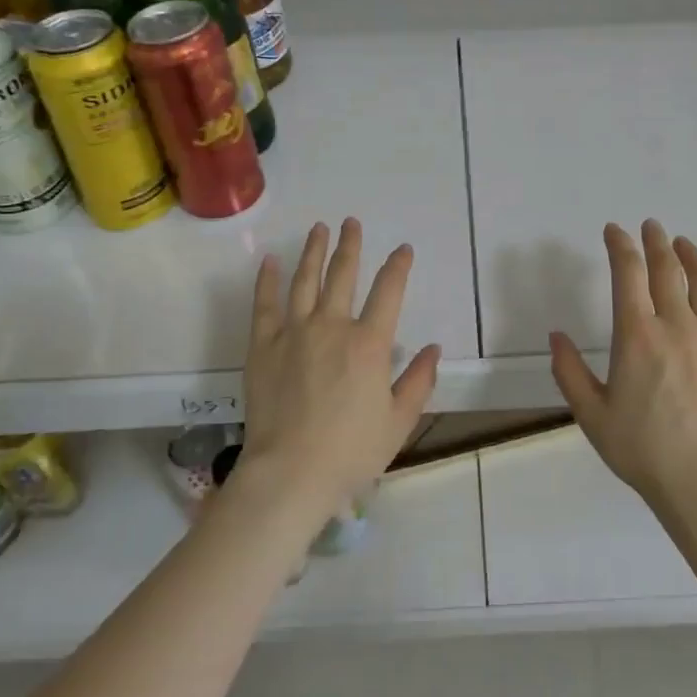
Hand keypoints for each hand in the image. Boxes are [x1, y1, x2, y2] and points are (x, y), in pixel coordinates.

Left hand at [235, 218, 440, 520]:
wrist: (290, 474)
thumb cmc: (350, 452)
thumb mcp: (398, 422)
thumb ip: (418, 381)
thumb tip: (433, 348)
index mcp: (369, 344)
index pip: (389, 292)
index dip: (398, 266)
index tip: (403, 249)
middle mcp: (332, 327)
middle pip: (343, 275)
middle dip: (350, 245)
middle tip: (351, 223)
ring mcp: (294, 333)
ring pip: (305, 280)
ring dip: (314, 251)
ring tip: (319, 229)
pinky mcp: (263, 346)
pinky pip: (264, 305)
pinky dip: (266, 280)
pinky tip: (269, 261)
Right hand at [550, 221, 696, 513]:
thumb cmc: (641, 450)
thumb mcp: (590, 414)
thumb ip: (568, 371)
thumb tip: (556, 336)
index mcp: (637, 335)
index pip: (628, 274)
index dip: (620, 245)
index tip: (614, 230)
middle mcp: (677, 326)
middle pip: (667, 270)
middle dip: (656, 242)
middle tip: (651, 226)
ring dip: (693, 257)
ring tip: (684, 244)